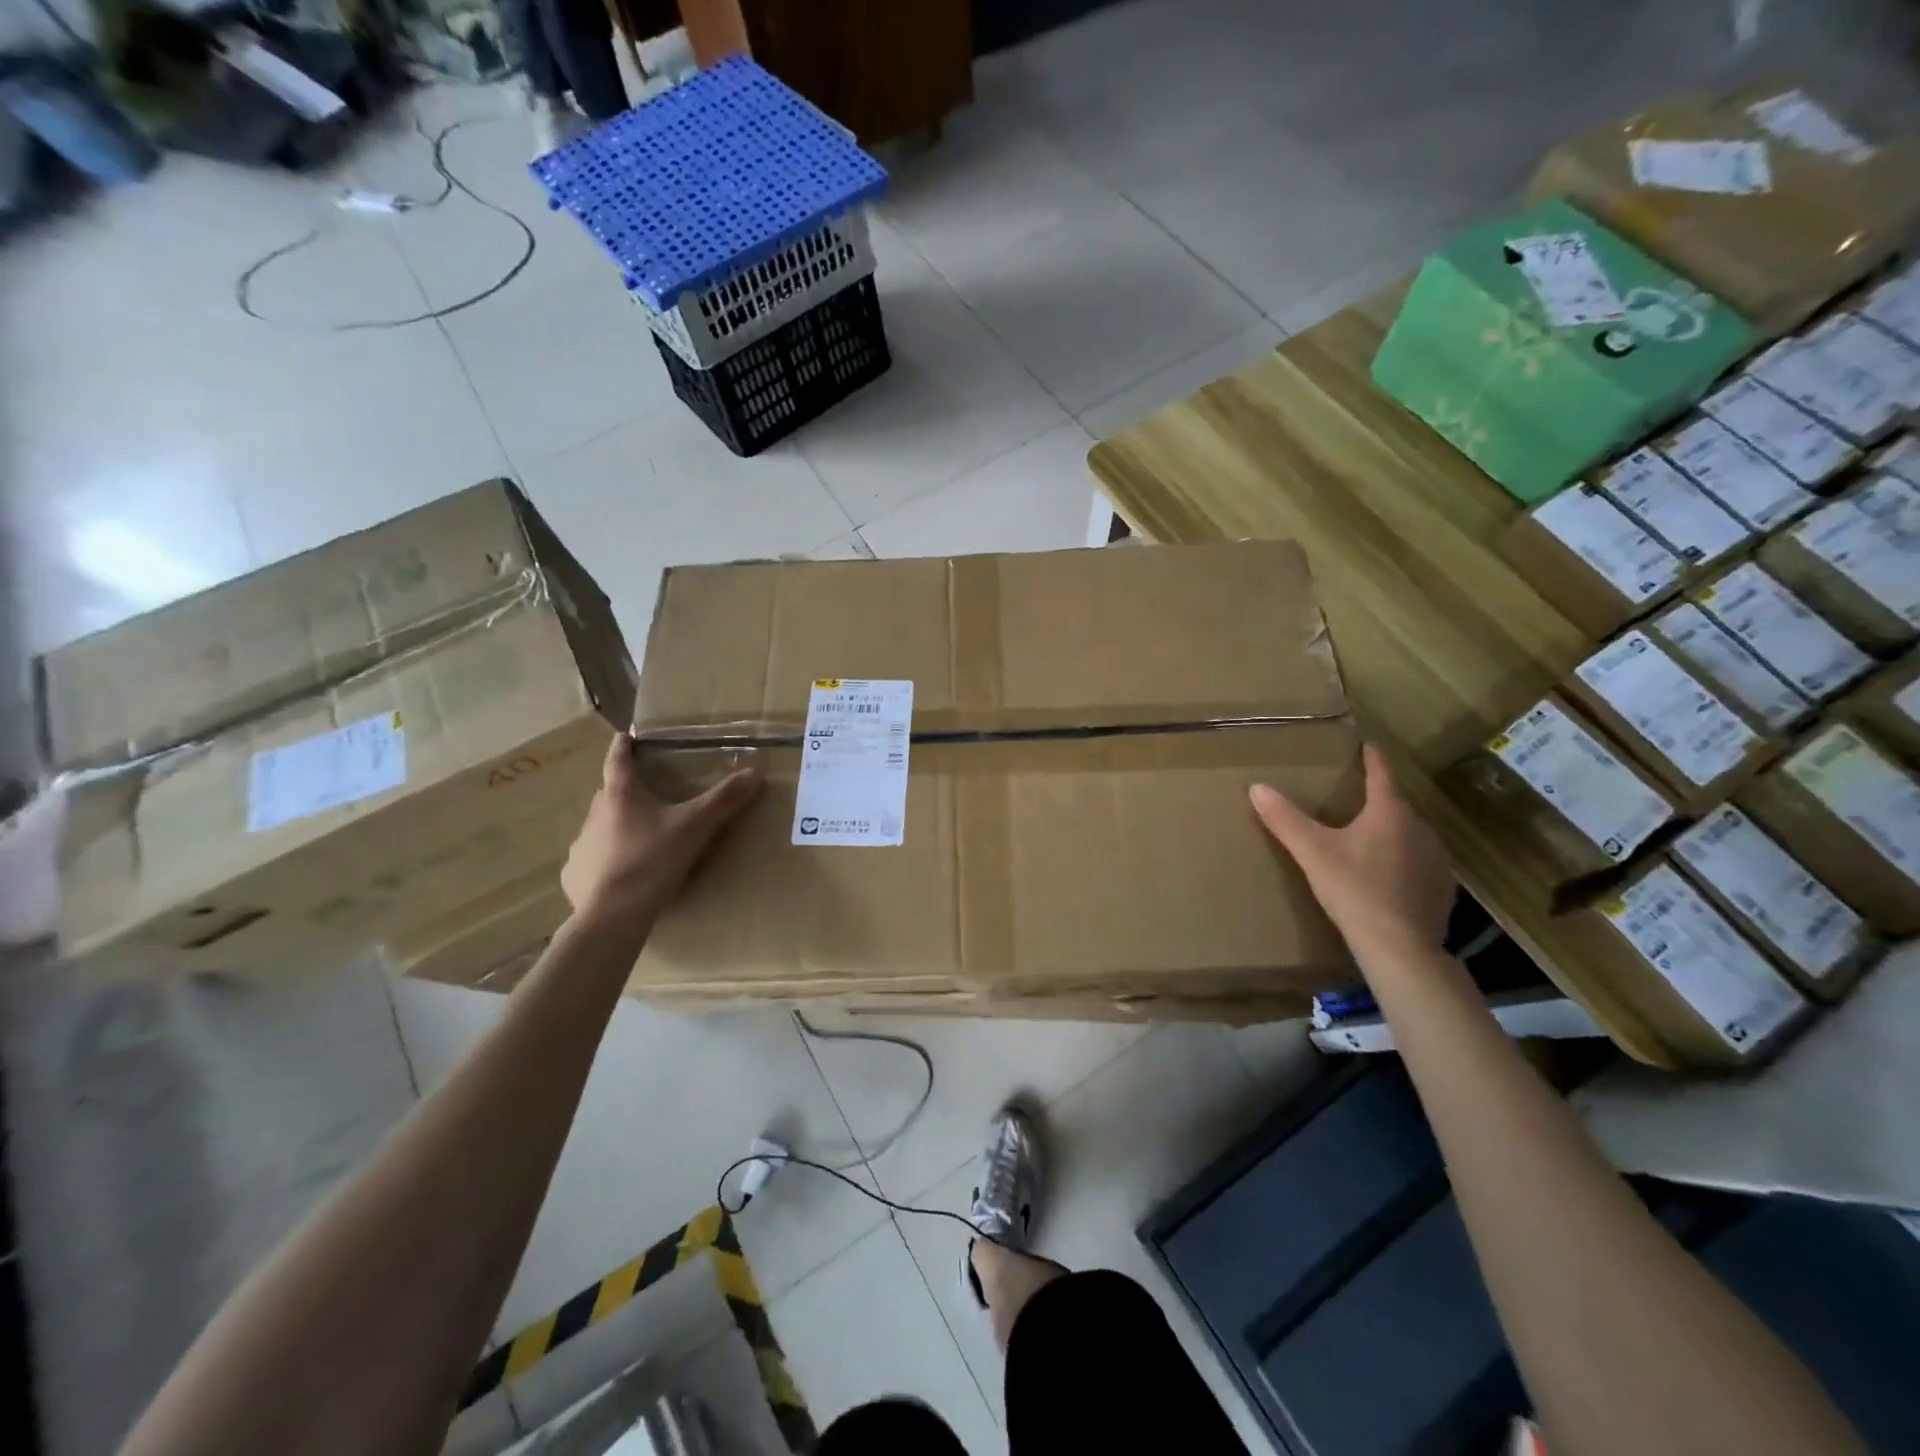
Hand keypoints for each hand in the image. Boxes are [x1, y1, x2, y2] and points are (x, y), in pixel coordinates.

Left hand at [562, 733, 762, 917]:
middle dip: (626, 790)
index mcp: (621, 794)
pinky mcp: (574, 873)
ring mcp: (580, 844)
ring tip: (639, 838)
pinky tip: (620, 875)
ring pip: (600, 826)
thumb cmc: (654, 859)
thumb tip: (756, 772)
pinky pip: (590, 860)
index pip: (618, 759)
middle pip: (610, 792)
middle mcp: (595, 813)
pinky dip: (605, 861)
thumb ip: (724, 799)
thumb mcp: (695, 827)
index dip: (624, 745)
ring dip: (616, 826)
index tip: (626, 735)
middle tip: (647, 793)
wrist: (613, 913)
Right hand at [1249, 743, 1453, 958]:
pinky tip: (1385, 878)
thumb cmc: (1354, 889)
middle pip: (1396, 806)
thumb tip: (1257, 787)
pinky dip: (1402, 863)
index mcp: (1390, 813)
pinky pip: (1418, 863)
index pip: (1382, 774)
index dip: (1372, 758)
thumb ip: (1285, 819)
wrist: (1400, 947)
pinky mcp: (1442, 889)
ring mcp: (1437, 860)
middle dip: (1377, 802)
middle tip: (1354, 802)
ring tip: (1367, 841)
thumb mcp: (1312, 852)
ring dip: (1391, 834)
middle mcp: (1420, 829)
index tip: (1367, 746)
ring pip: (1409, 835)